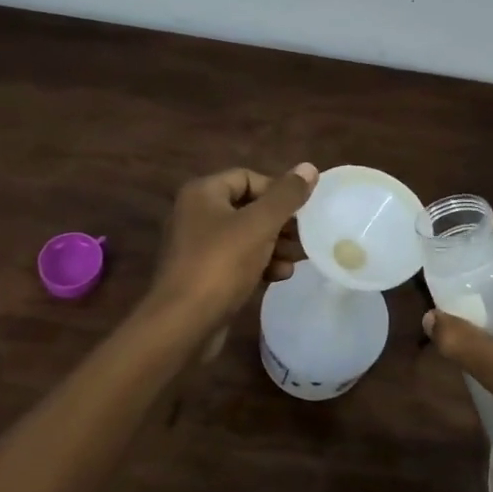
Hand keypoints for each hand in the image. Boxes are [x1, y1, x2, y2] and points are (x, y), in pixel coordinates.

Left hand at [144, 164, 317, 341]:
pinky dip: (259, 264)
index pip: (247, 177)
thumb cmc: (221, 264)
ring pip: (245, 236)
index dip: (277, 190)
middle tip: (306, 235)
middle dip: (279, 221)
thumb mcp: (259, 225)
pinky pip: (237, 260)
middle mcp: (196, 214)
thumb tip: (309, 167)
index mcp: (203, 193)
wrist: (183, 324)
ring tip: (299, 257)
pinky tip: (281, 276)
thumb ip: (286, 196)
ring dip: (274, 245)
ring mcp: (197, 246)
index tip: (302, 209)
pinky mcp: (203, 275)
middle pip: (247, 207)